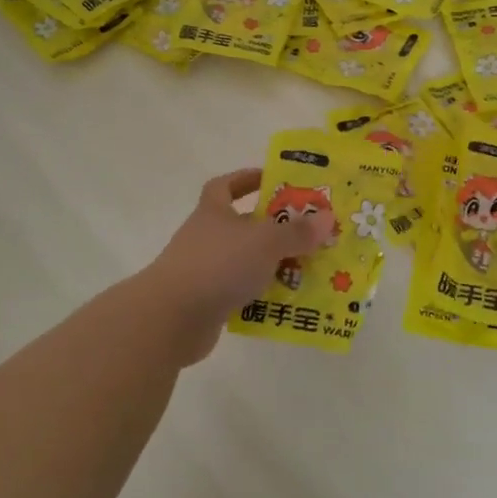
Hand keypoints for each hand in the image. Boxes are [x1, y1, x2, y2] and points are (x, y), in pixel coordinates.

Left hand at [139, 168, 333, 364]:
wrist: (170, 318)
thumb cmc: (218, 265)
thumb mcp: (265, 242)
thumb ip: (296, 232)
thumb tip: (326, 217)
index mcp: (213, 212)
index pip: (225, 186)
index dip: (246, 180)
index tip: (272, 181)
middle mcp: (206, 237)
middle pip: (242, 226)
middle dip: (273, 229)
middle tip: (307, 232)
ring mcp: (203, 271)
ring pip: (244, 262)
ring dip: (271, 265)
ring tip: (307, 270)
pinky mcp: (205, 302)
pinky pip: (241, 293)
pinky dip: (261, 296)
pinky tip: (287, 302)